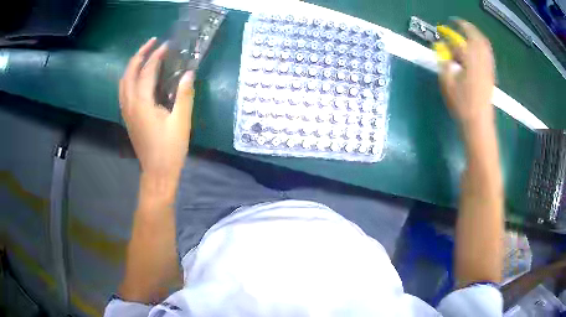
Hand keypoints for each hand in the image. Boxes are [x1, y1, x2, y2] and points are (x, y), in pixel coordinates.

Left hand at [120, 38, 194, 183]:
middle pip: (129, 72)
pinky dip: (129, 77)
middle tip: (152, 43)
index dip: (157, 56)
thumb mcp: (181, 122)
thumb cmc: (170, 149)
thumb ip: (184, 95)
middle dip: (140, 54)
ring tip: (144, 56)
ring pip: (123, 81)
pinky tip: (138, 77)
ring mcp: (126, 111)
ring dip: (132, 65)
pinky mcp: (127, 117)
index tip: (167, 45)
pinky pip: (124, 91)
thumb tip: (189, 73)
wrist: (157, 173)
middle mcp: (130, 104)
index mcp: (142, 103)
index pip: (147, 71)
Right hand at [439, 20, 494, 128]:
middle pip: (478, 38)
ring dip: (476, 36)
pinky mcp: (491, 76)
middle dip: (469, 28)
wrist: (479, 123)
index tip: (448, 25)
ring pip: (485, 46)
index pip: (461, 41)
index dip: (453, 32)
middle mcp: (482, 62)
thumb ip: (445, 64)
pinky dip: (482, 47)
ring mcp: (488, 69)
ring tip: (468, 34)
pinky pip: (488, 55)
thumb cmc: (462, 105)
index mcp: (470, 62)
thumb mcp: (448, 84)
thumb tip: (444, 53)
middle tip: (460, 25)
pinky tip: (476, 49)